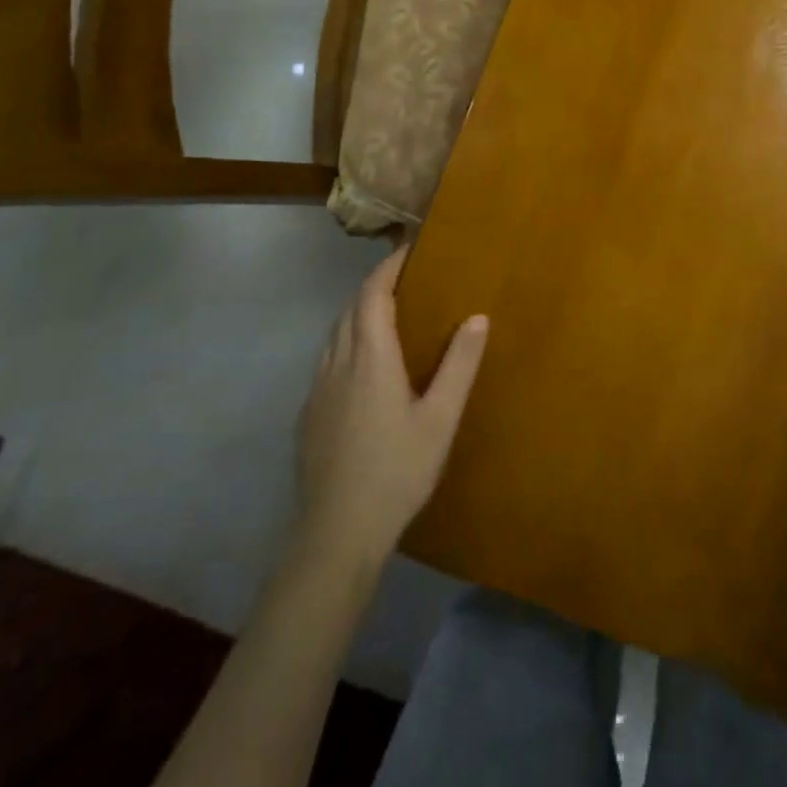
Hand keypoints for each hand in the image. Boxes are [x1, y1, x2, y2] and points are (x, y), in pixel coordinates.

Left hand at [293, 247, 488, 564]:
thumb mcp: (441, 418)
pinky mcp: (309, 417)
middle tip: (407, 281)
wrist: (337, 535)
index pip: (372, 295)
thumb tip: (477, 317)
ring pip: (334, 336)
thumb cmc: (397, 471)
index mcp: (370, 359)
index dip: (387, 268)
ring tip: (388, 317)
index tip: (409, 251)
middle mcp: (338, 365)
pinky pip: (327, 362)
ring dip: (358, 315)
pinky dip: (347, 345)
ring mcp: (318, 392)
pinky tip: (365, 369)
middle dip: (374, 288)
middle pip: (349, 311)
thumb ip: (459, 365)